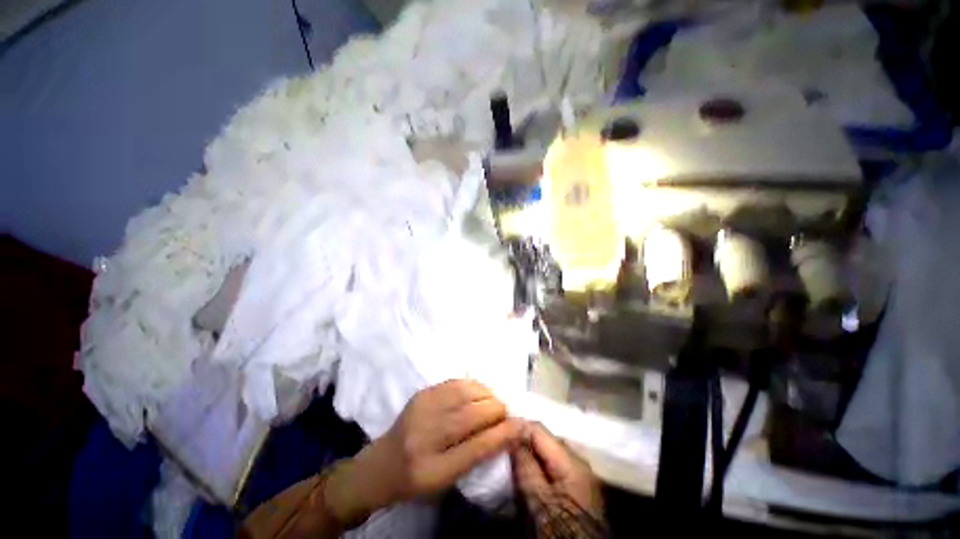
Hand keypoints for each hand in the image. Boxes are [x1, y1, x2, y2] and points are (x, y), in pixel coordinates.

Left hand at [325, 380, 523, 524]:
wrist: (380, 465)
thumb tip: (506, 431)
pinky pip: (455, 383)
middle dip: (497, 410)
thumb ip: (476, 456)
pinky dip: (473, 386)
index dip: (503, 434)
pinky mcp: (421, 394)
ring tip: (492, 402)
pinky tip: (478, 393)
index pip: (477, 448)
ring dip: (487, 395)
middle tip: (505, 413)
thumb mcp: (446, 481)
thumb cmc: (416, 479)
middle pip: (473, 415)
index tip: (521, 425)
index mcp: (432, 470)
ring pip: (466, 393)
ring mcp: (421, 410)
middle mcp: (425, 437)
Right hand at [511, 423, 604, 525]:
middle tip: (502, 450)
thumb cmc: (560, 530)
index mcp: (570, 459)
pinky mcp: (575, 486)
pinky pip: (552, 466)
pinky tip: (526, 475)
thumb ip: (525, 464)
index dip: (516, 427)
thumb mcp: (538, 500)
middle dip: (522, 441)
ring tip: (510, 461)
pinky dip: (537, 466)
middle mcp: (577, 459)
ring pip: (546, 452)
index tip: (497, 433)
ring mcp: (577, 473)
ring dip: (529, 454)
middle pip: (543, 439)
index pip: (538, 428)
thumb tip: (511, 435)